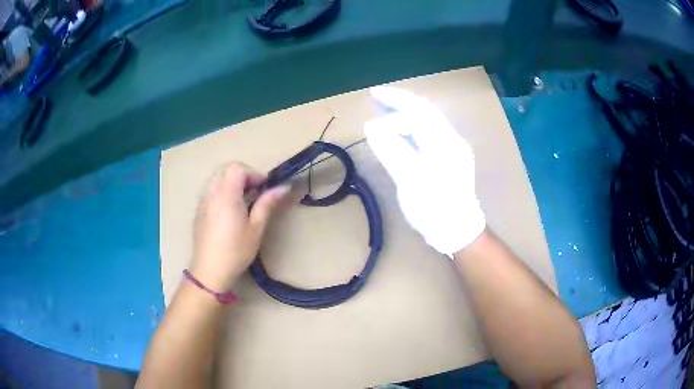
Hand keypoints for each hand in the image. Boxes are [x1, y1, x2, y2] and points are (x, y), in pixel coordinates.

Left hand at [190, 163, 289, 291]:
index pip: (237, 168)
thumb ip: (267, 204)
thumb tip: (283, 187)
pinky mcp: (199, 210)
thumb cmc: (236, 251)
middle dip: (242, 175)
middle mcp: (211, 193)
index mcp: (226, 196)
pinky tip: (229, 212)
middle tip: (254, 193)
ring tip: (242, 201)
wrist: (210, 271)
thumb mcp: (255, 228)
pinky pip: (211, 190)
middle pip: (225, 169)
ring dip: (231, 183)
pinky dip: (222, 191)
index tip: (263, 188)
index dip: (253, 173)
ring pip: (217, 178)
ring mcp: (202, 201)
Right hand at [364, 87, 484, 255]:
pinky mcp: (449, 159)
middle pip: (424, 112)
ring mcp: (452, 149)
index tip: (373, 94)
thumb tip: (372, 125)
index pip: (419, 109)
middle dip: (400, 103)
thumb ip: (392, 149)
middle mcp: (451, 139)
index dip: (396, 99)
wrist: (458, 230)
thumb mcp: (410, 179)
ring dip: (404, 115)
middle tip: (375, 100)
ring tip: (383, 114)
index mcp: (444, 141)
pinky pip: (427, 135)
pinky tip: (399, 132)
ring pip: (426, 123)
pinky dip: (410, 129)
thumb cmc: (435, 208)